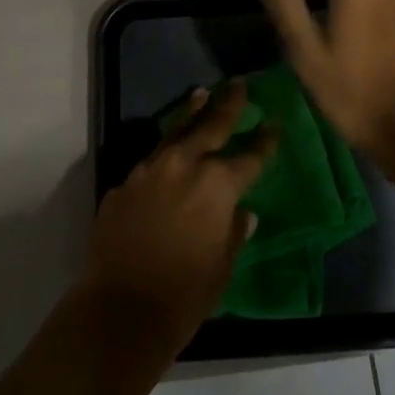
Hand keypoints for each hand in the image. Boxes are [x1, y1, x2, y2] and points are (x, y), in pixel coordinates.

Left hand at [82, 80, 277, 353]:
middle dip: (228, 104)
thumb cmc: (184, 296)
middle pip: (212, 125)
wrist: (120, 310)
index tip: (274, 123)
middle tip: (239, 84)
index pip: (250, 156)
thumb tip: (243, 213)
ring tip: (201, 95)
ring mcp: (150, 170)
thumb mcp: (222, 267)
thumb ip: (234, 232)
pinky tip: (167, 158)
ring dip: (191, 113)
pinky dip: (163, 155)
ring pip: (175, 132)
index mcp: (217, 184)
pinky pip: (149, 163)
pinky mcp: (124, 183)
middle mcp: (184, 165)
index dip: (265, 141)